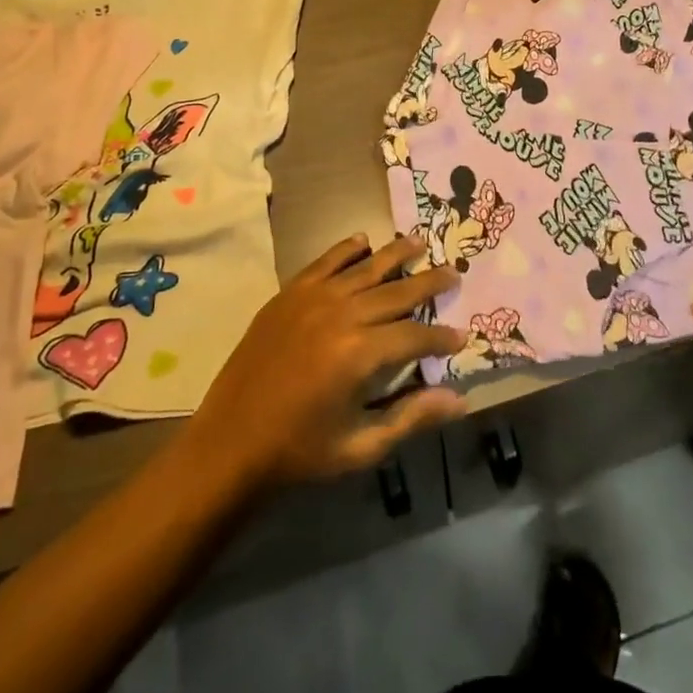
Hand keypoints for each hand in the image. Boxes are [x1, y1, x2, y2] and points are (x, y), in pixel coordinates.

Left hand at [187, 233, 467, 489]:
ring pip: (365, 268)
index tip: (462, 336)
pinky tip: (363, 241)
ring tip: (418, 241)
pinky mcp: (289, 294)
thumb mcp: (361, 446)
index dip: (441, 337)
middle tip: (454, 274)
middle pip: (396, 291)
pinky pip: (325, 262)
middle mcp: (341, 315)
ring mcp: (313, 299)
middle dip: (429, 283)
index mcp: (360, 354)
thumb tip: (459, 399)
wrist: (231, 443)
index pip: (415, 336)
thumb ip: (411, 417)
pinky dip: (346, 249)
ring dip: (395, 254)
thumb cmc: (300, 451)